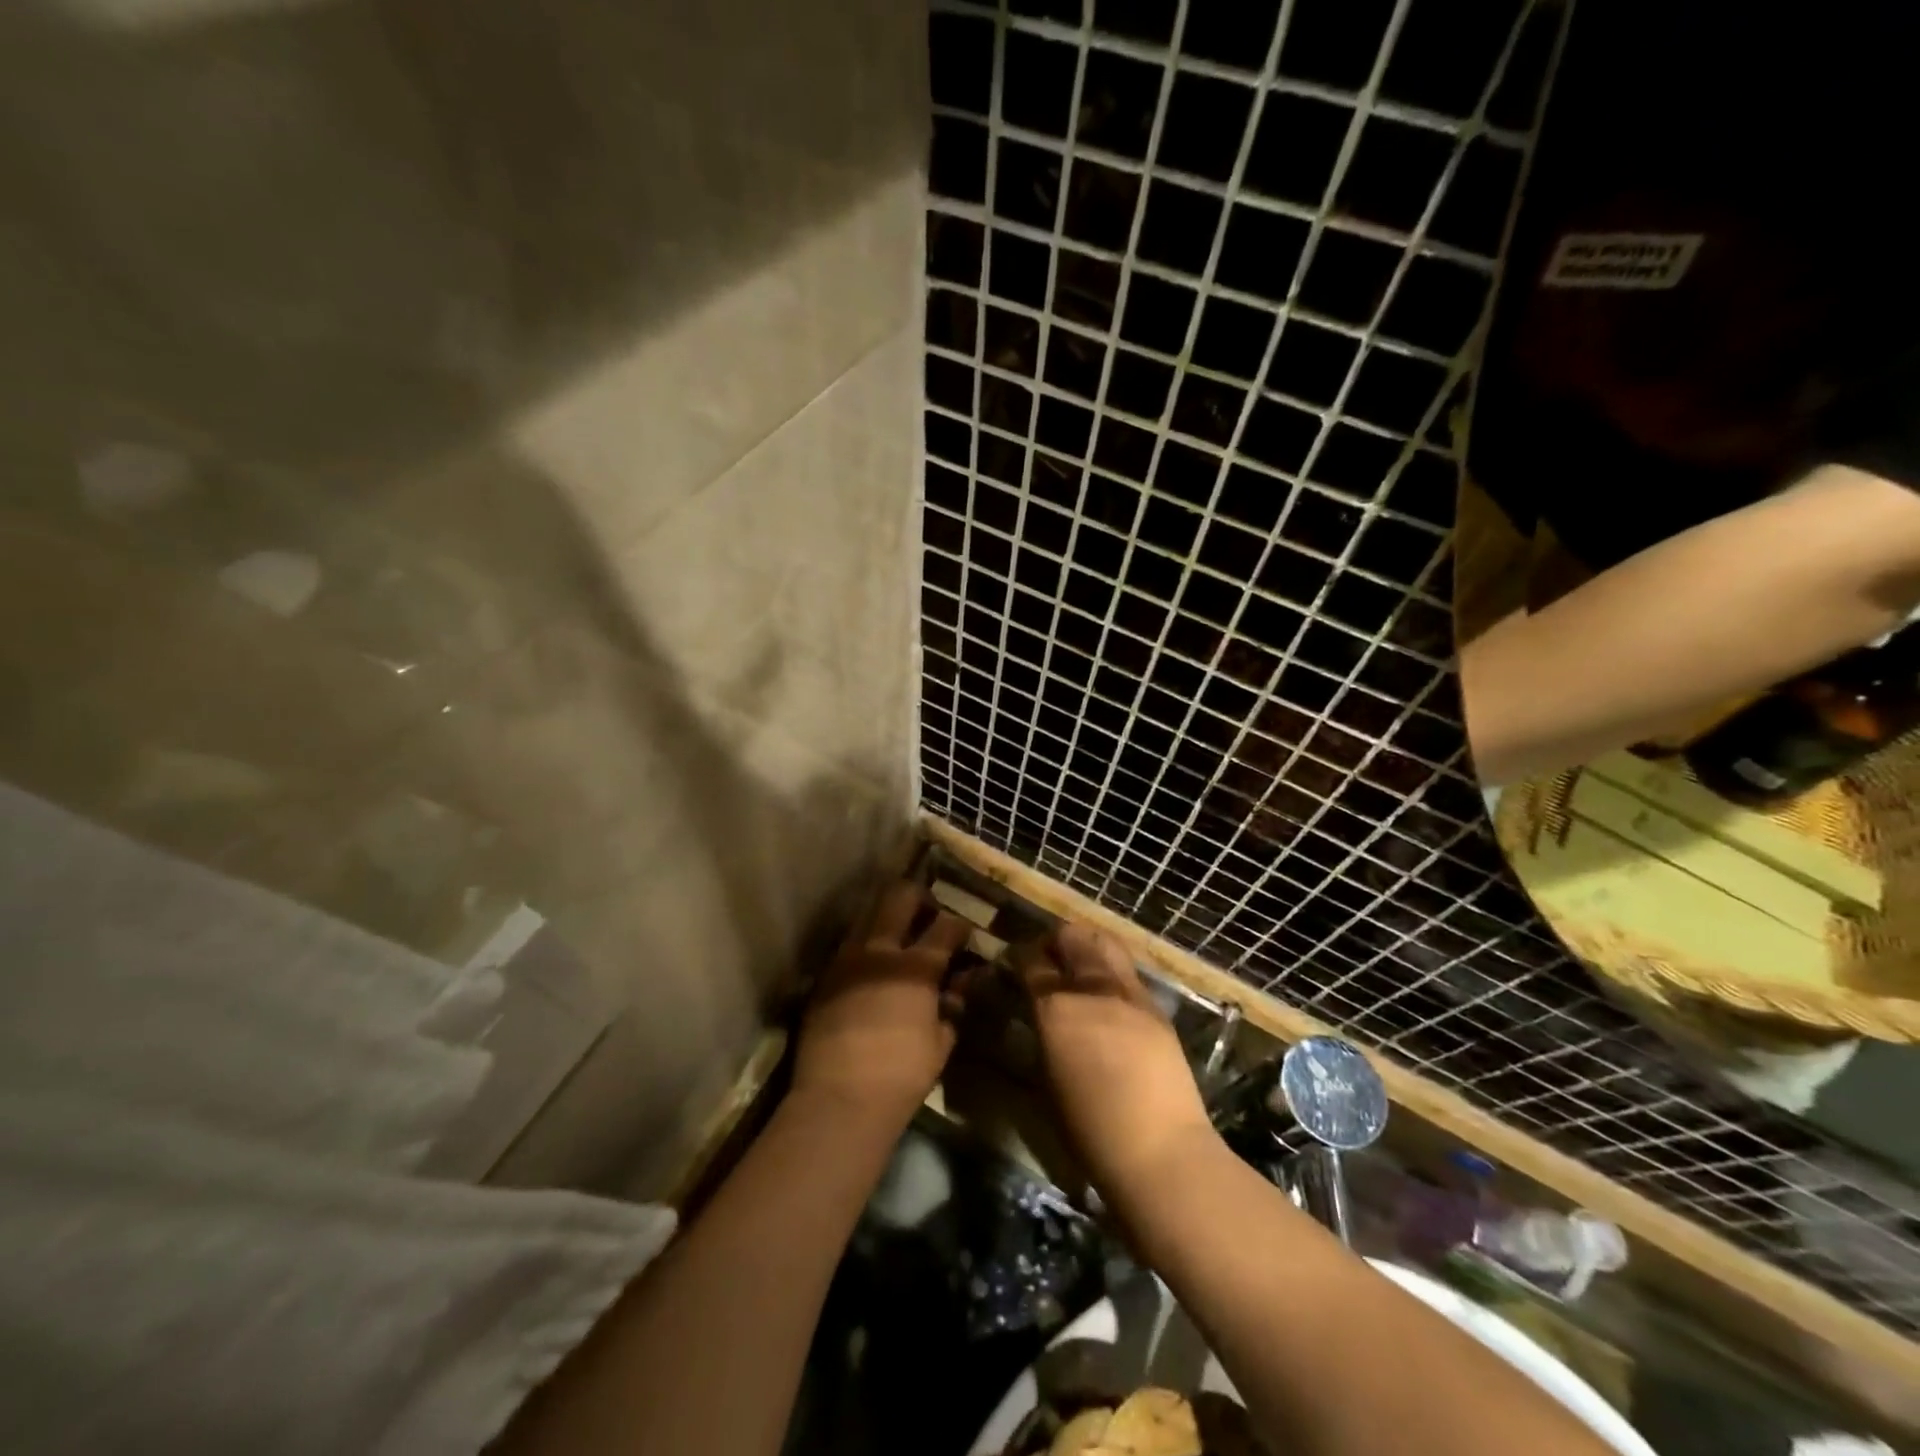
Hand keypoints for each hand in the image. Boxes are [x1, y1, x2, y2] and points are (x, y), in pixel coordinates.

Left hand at [792, 881, 970, 1129]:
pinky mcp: (824, 976)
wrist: (839, 1098)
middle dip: (919, 897)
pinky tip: (870, 967)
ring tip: (895, 936)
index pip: (946, 926)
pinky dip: (863, 946)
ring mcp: (846, 959)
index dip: (960, 925)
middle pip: (900, 896)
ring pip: (867, 914)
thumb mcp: (940, 1042)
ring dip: (885, 917)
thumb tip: (957, 987)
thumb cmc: (901, 1075)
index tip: (964, 933)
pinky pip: (847, 946)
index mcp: (916, 967)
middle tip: (927, 913)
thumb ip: (951, 1007)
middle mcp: (880, 950)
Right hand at [1014, 923, 1215, 1202]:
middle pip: (1071, 938)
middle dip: (1054, 940)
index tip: (1013, 962)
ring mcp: (1129, 994)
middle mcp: (1091, 989)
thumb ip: (1042, 1035)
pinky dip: (1112, 972)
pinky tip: (1109, 997)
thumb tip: (1038, 1016)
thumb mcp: (1047, 1079)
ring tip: (1079, 965)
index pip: (1030, 961)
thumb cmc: (1090, 1130)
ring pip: (1105, 944)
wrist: (1160, 1151)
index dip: (1018, 956)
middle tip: (1047, 957)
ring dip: (1087, 946)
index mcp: (1055, 1008)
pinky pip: (1129, 973)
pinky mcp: (1157, 1008)